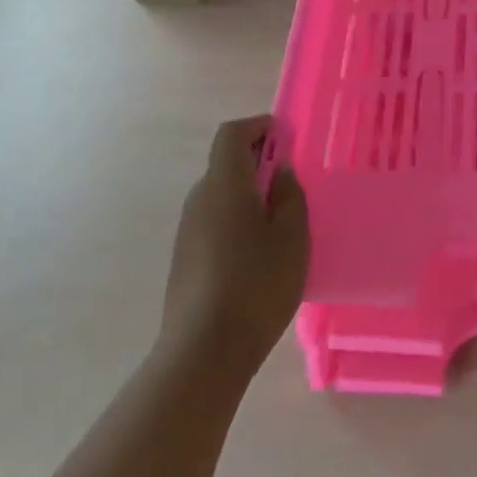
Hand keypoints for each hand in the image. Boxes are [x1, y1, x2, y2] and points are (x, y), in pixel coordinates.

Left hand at [161, 115, 309, 378]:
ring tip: (280, 219)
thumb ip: (290, 196)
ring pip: (219, 194)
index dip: (256, 126)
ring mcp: (187, 229)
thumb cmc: (257, 284)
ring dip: (247, 192)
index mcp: (224, 184)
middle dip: (256, 161)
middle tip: (290, 180)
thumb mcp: (292, 237)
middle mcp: (199, 198)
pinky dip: (236, 217)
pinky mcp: (185, 256)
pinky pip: (213, 220)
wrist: (204, 349)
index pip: (231, 135)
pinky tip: (258, 250)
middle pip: (224, 163)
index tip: (283, 135)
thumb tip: (279, 172)